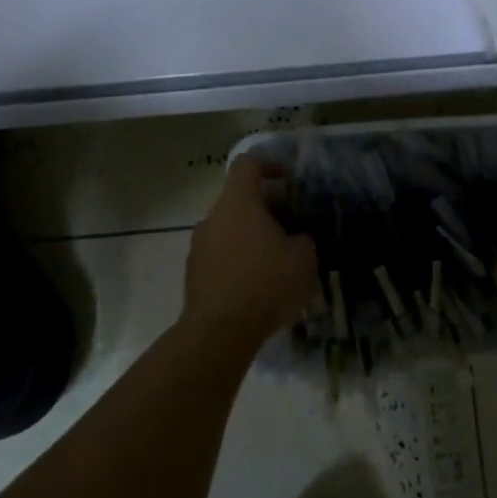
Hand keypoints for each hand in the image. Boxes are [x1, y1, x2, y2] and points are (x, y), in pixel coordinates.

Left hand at [183, 158, 318, 349]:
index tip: (286, 178)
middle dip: (264, 210)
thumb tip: (297, 237)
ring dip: (250, 239)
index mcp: (238, 202)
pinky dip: (237, 263)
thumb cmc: (265, 283)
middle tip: (288, 229)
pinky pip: (220, 257)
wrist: (219, 333)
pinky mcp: (193, 275)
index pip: (247, 164)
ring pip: (228, 230)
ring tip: (274, 263)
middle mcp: (213, 217)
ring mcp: (198, 246)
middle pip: (237, 200)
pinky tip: (256, 288)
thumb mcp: (303, 258)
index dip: (268, 164)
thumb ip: (303, 238)